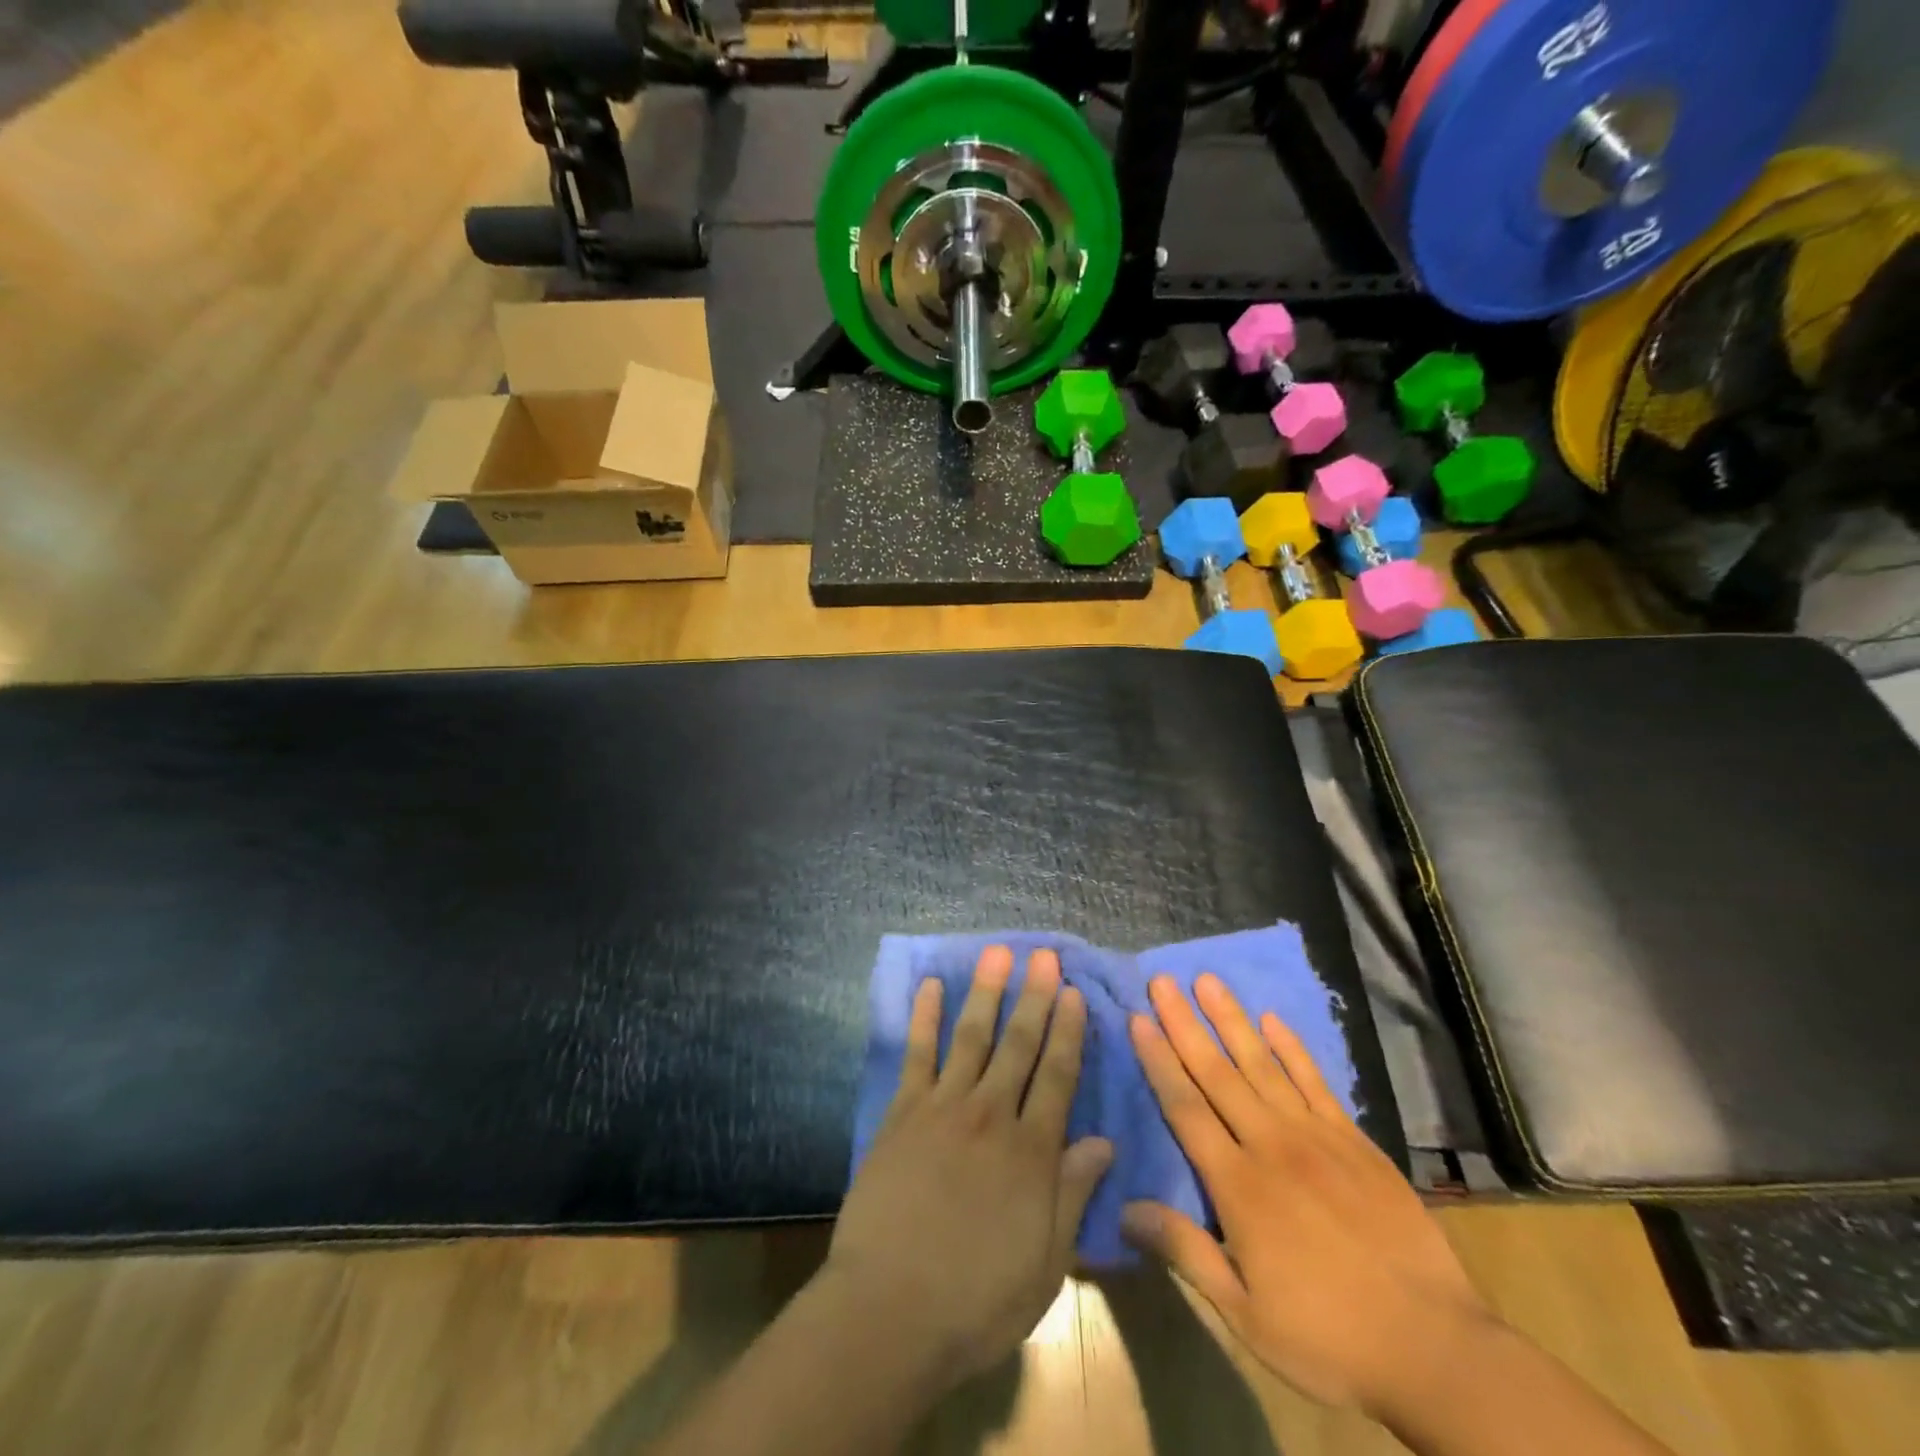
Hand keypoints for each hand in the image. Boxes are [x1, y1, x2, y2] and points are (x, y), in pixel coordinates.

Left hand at [827, 946, 1113, 1384]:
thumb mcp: (1044, 1263)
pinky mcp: (903, 1112)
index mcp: (1031, 1152)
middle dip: (1035, 997)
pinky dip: (924, 1017)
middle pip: (1019, 1044)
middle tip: (1045, 956)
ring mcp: (943, 1107)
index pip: (1058, 1076)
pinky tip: (929, 986)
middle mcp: (992, 1115)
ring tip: (998, 953)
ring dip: (987, 992)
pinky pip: (916, 1054)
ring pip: (972, 1036)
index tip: (1075, 993)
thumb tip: (1104, 1142)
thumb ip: (1071, 1194)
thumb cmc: (975, 1300)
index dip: (1069, 1032)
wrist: (890, 1311)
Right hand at [1124, 973, 1493, 1414]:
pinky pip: (1315, 1082)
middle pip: (1217, 1073)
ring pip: (1263, 1065)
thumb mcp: (1246, 1314)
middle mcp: (1271, 1146)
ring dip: (1231, 1020)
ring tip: (1208, 981)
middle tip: (1161, 981)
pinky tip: (1272, 1020)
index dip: (1158, 1061)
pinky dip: (1292, 1048)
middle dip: (1184, 1024)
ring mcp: (1316, 1137)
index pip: (1185, 1108)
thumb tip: (1125, 1209)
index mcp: (1238, 1185)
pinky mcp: (1354, 1141)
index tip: (1138, 1019)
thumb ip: (1186, 1251)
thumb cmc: (1328, 1337)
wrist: (1435, 1349)